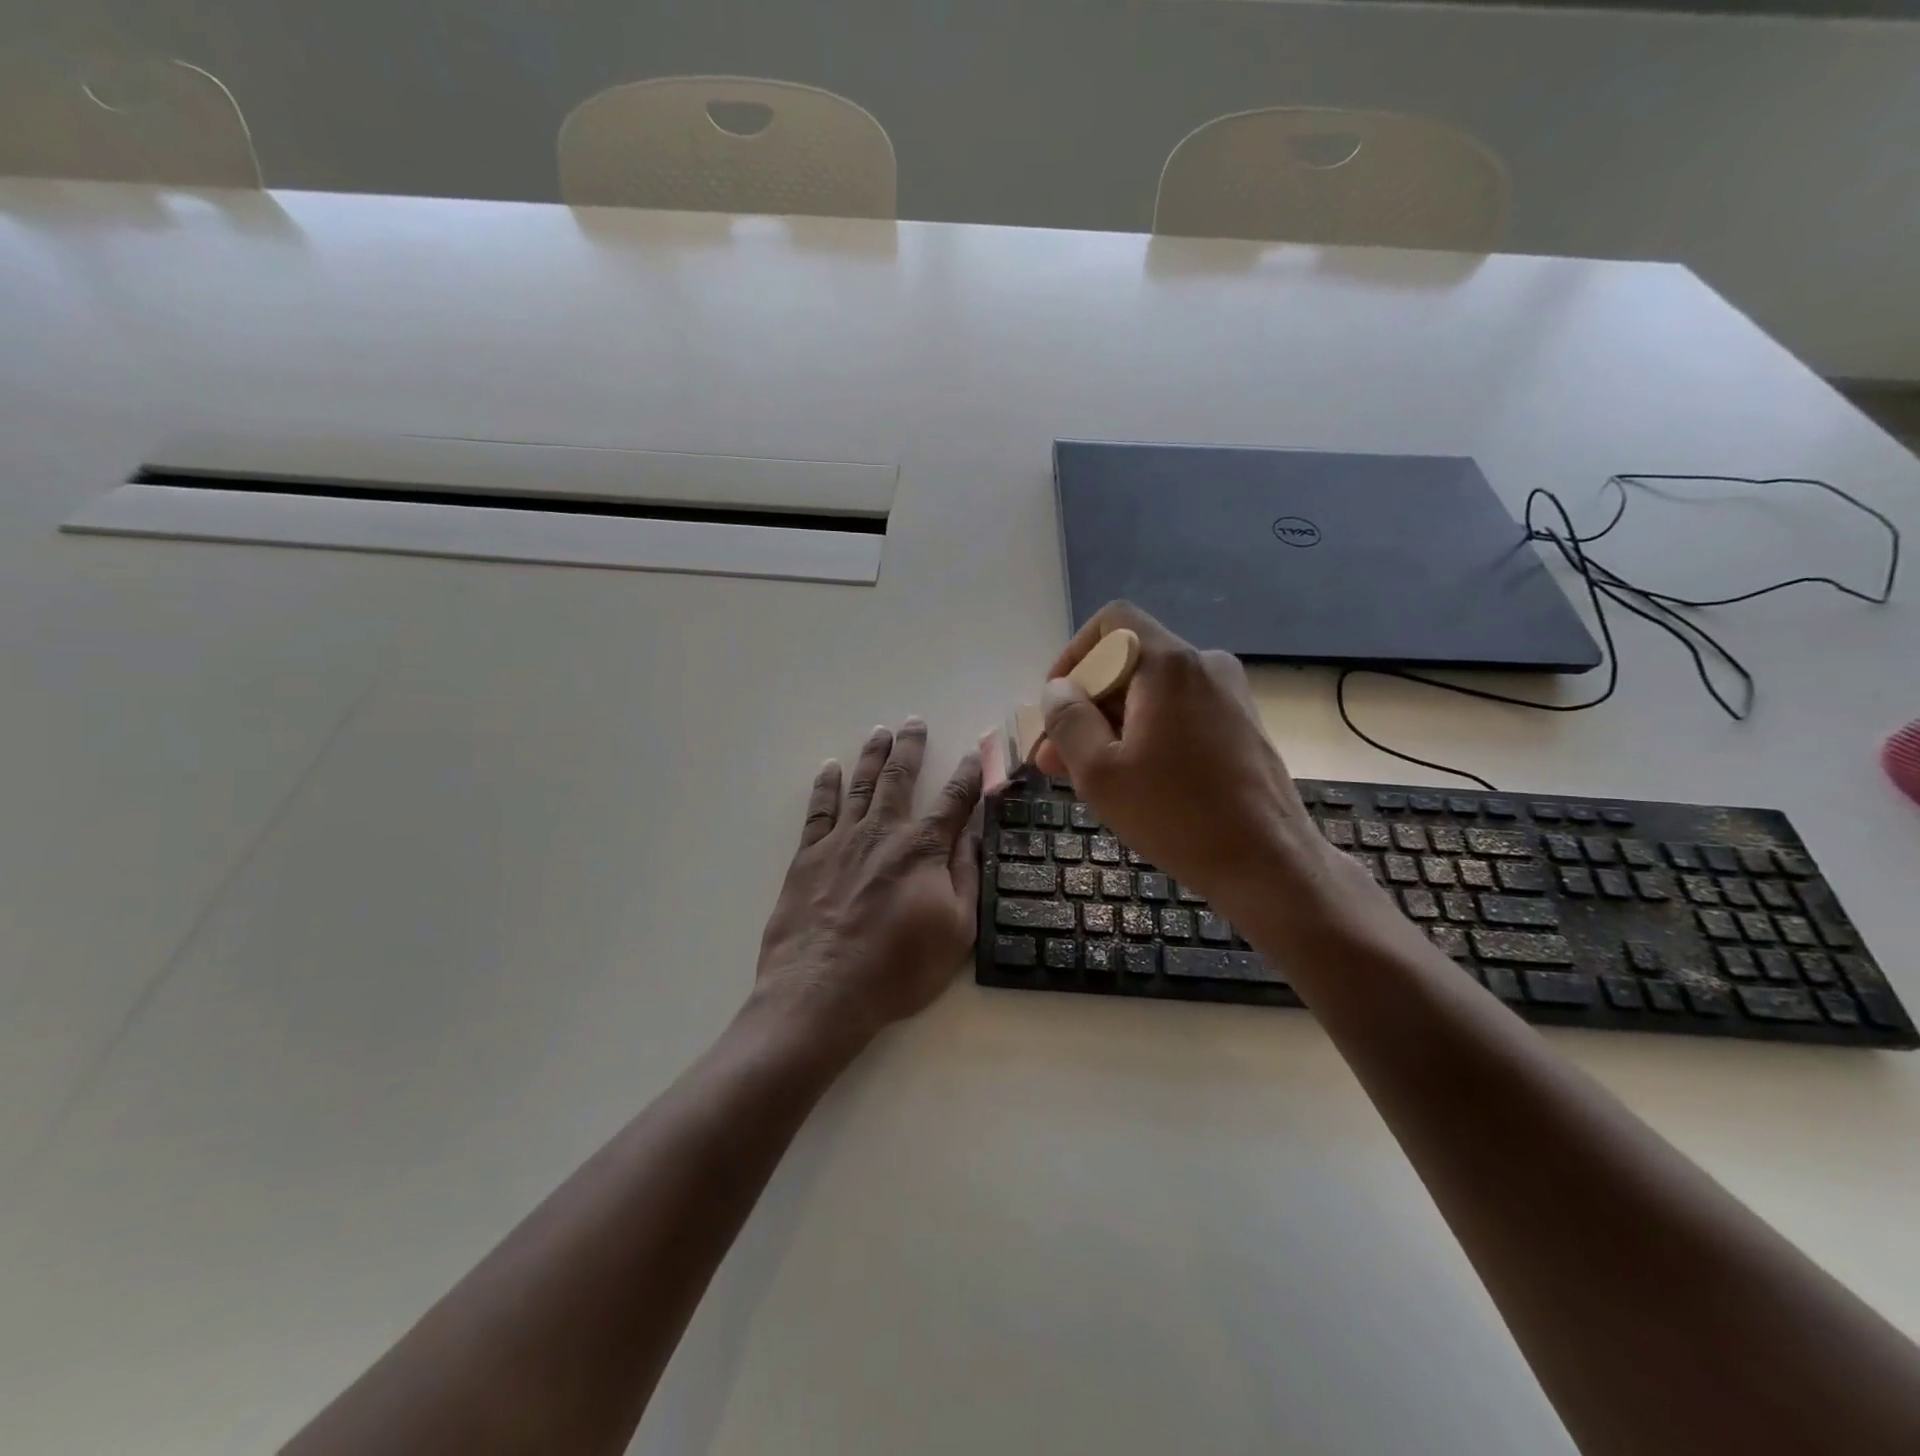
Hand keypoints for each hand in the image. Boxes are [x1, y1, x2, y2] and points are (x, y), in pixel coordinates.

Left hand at [755, 719, 983, 1044]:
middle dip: (911, 748)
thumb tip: (976, 833)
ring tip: (880, 732)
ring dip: (872, 755)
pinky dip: (825, 785)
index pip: (953, 801)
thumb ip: (966, 875)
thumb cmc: (898, 968)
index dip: (969, 775)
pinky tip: (829, 767)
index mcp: (922, 849)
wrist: (822, 991)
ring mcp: (841, 840)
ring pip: (860, 785)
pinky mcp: (808, 856)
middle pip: (899, 778)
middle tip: (914, 722)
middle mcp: (882, 832)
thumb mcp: (956, 930)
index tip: (976, 752)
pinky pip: (818, 810)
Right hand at [1033, 603, 1337, 918]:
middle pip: (1129, 663)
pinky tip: (1130, 780)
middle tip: (1054, 758)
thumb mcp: (1100, 772)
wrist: (1269, 864)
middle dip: (1085, 706)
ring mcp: (1229, 695)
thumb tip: (1058, 691)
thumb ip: (1068, 721)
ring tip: (1084, 776)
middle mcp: (1204, 666)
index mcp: (1170, 665)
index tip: (1056, 705)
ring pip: (1151, 694)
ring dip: (1111, 726)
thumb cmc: (1177, 816)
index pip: (1112, 623)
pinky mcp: (1240, 725)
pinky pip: (1178, 714)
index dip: (1073, 656)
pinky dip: (1146, 735)